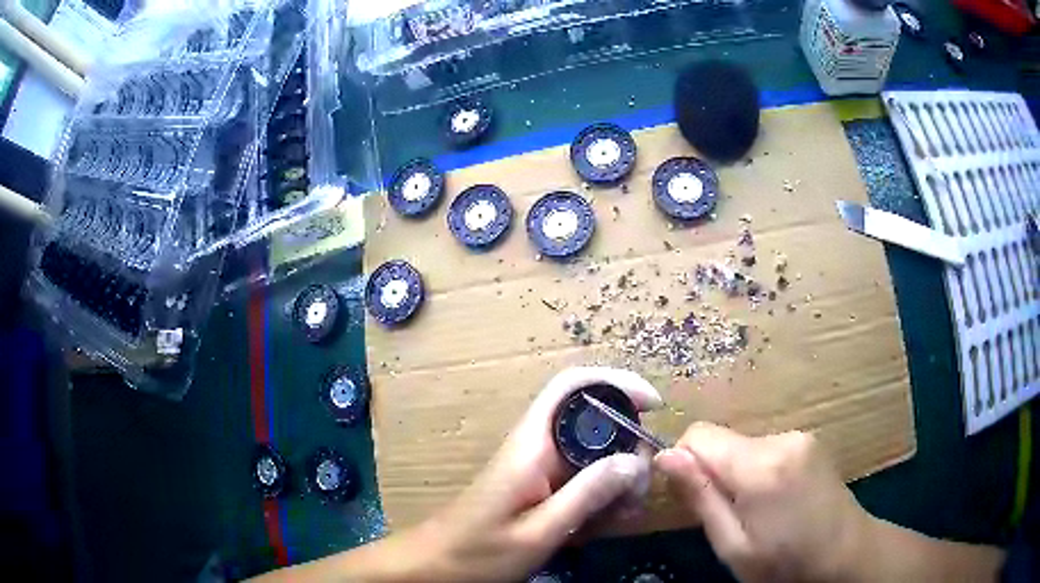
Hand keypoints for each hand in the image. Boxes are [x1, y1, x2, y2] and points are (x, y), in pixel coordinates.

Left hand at [413, 366, 663, 581]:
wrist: (438, 566)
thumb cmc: (479, 552)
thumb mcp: (539, 531)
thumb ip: (586, 495)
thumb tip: (636, 460)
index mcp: (532, 444)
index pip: (572, 386)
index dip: (615, 383)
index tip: (653, 405)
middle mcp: (538, 447)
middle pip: (595, 422)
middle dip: (628, 448)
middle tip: (640, 491)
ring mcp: (541, 468)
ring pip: (595, 453)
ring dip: (619, 479)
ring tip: (626, 514)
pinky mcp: (542, 487)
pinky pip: (583, 479)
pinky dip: (604, 496)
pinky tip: (609, 523)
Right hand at [654, 423, 869, 582]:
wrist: (845, 554)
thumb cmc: (783, 563)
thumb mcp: (732, 545)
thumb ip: (700, 498)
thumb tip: (665, 456)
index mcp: (760, 466)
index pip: (699, 435)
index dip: (683, 462)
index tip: (691, 497)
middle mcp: (781, 439)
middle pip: (722, 440)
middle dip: (713, 472)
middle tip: (728, 515)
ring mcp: (800, 436)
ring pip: (742, 445)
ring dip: (737, 473)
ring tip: (756, 511)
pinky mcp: (809, 441)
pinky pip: (765, 447)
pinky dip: (758, 470)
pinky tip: (775, 499)